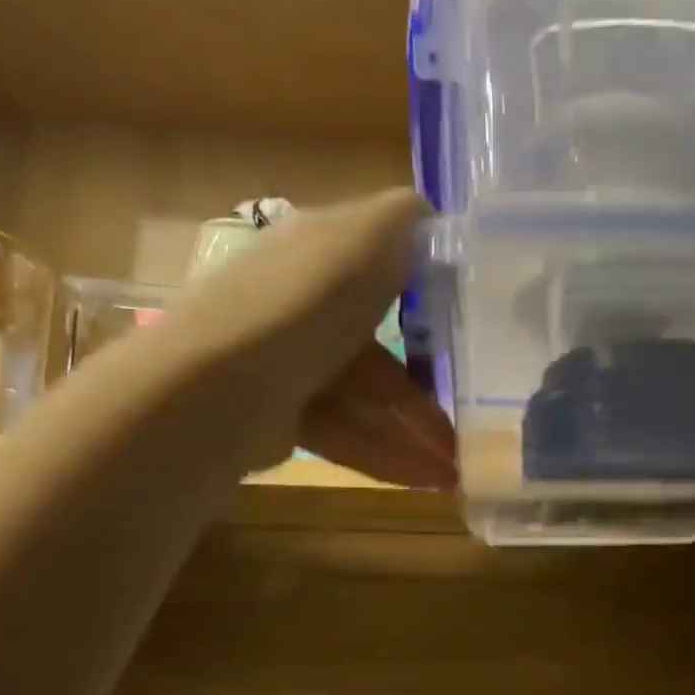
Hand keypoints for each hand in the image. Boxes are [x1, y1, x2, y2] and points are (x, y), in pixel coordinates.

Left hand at [172, 188, 456, 488]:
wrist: (221, 388)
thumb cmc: (305, 306)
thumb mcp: (366, 239)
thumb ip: (405, 221)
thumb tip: (431, 215)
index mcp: (318, 253)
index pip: (380, 269)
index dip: (427, 299)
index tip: (471, 330)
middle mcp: (302, 304)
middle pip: (381, 349)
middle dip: (427, 391)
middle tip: (473, 421)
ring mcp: (290, 364)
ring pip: (367, 400)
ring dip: (415, 433)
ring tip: (456, 468)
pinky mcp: (282, 417)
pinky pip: (348, 433)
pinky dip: (387, 454)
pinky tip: (426, 479)